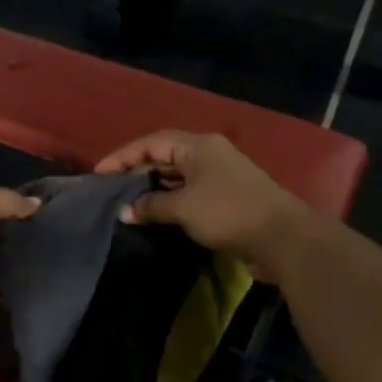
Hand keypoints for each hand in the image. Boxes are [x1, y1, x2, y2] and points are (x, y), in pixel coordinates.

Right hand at [94, 131, 312, 271]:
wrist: (282, 239)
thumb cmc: (228, 212)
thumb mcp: (183, 207)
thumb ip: (151, 205)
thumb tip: (124, 211)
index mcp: (198, 145)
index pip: (151, 142)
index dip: (123, 156)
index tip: (99, 174)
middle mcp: (208, 155)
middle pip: (164, 157)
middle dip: (136, 172)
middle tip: (110, 189)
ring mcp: (219, 177)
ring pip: (176, 177)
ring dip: (152, 189)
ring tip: (126, 203)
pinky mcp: (225, 200)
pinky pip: (188, 194)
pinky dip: (169, 202)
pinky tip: (154, 215)